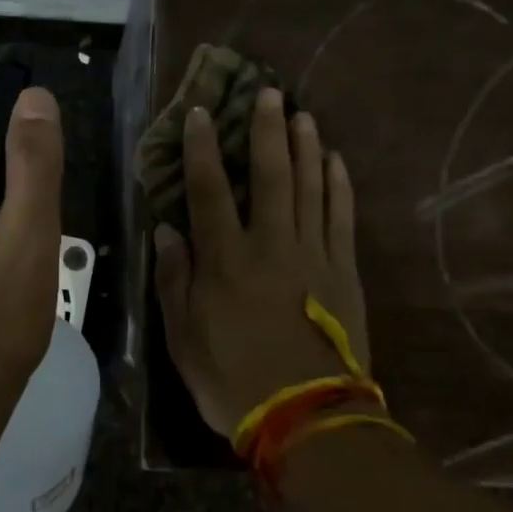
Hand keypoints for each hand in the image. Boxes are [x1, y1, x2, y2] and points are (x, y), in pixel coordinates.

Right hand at [154, 89, 370, 439]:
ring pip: (310, 187)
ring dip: (306, 147)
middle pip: (271, 175)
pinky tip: (336, 161)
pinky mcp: (344, 271)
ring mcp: (314, 254)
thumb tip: (169, 230)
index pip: (209, 190)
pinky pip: (342, 217)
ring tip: (302, 114)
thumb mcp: (183, 338)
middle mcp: (271, 244)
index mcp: (226, 260)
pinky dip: (339, 185)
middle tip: (269, 92)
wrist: (309, 419)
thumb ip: (175, 280)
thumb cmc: (234, 380)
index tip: (200, 114)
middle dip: (267, 130)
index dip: (203, 149)